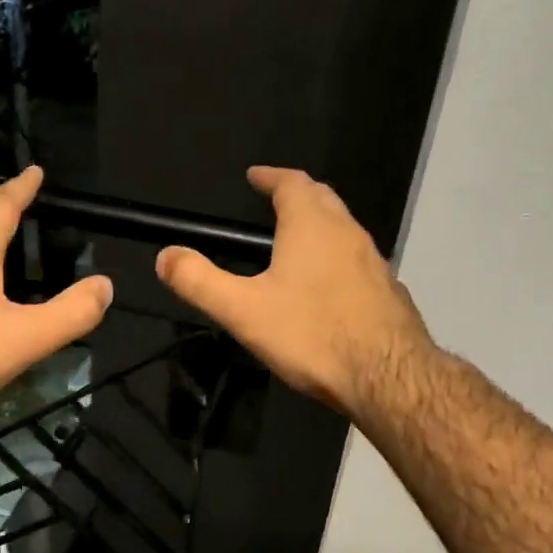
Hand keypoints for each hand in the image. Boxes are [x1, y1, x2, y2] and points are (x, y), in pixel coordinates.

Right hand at [155, 166, 429, 416]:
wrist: (387, 376)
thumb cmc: (311, 334)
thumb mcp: (243, 310)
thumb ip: (199, 281)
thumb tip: (164, 256)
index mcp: (312, 225)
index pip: (291, 183)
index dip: (270, 176)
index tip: (255, 177)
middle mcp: (348, 232)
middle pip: (322, 199)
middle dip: (297, 195)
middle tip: (273, 202)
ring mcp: (374, 262)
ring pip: (343, 230)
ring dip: (319, 227)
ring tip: (295, 243)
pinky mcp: (388, 292)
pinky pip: (357, 262)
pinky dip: (337, 259)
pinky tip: (327, 289)